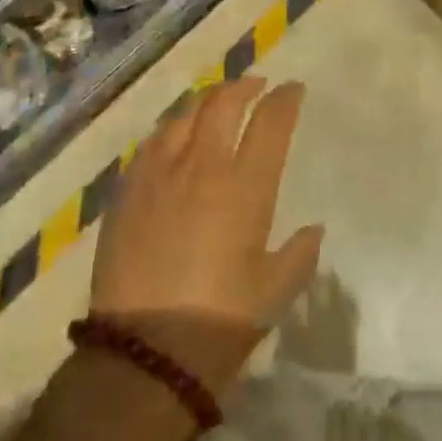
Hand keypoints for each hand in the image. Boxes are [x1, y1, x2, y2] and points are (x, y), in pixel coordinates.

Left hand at [90, 75, 323, 394]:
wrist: (144, 354)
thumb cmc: (219, 323)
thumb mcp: (273, 293)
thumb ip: (299, 254)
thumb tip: (313, 229)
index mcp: (245, 187)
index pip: (270, 122)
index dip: (285, 99)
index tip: (293, 90)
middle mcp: (203, 166)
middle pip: (224, 103)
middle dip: (244, 86)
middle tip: (256, 86)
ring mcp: (160, 173)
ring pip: (185, 114)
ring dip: (207, 100)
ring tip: (216, 102)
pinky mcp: (128, 188)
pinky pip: (153, 141)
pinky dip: (172, 128)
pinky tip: (175, 134)